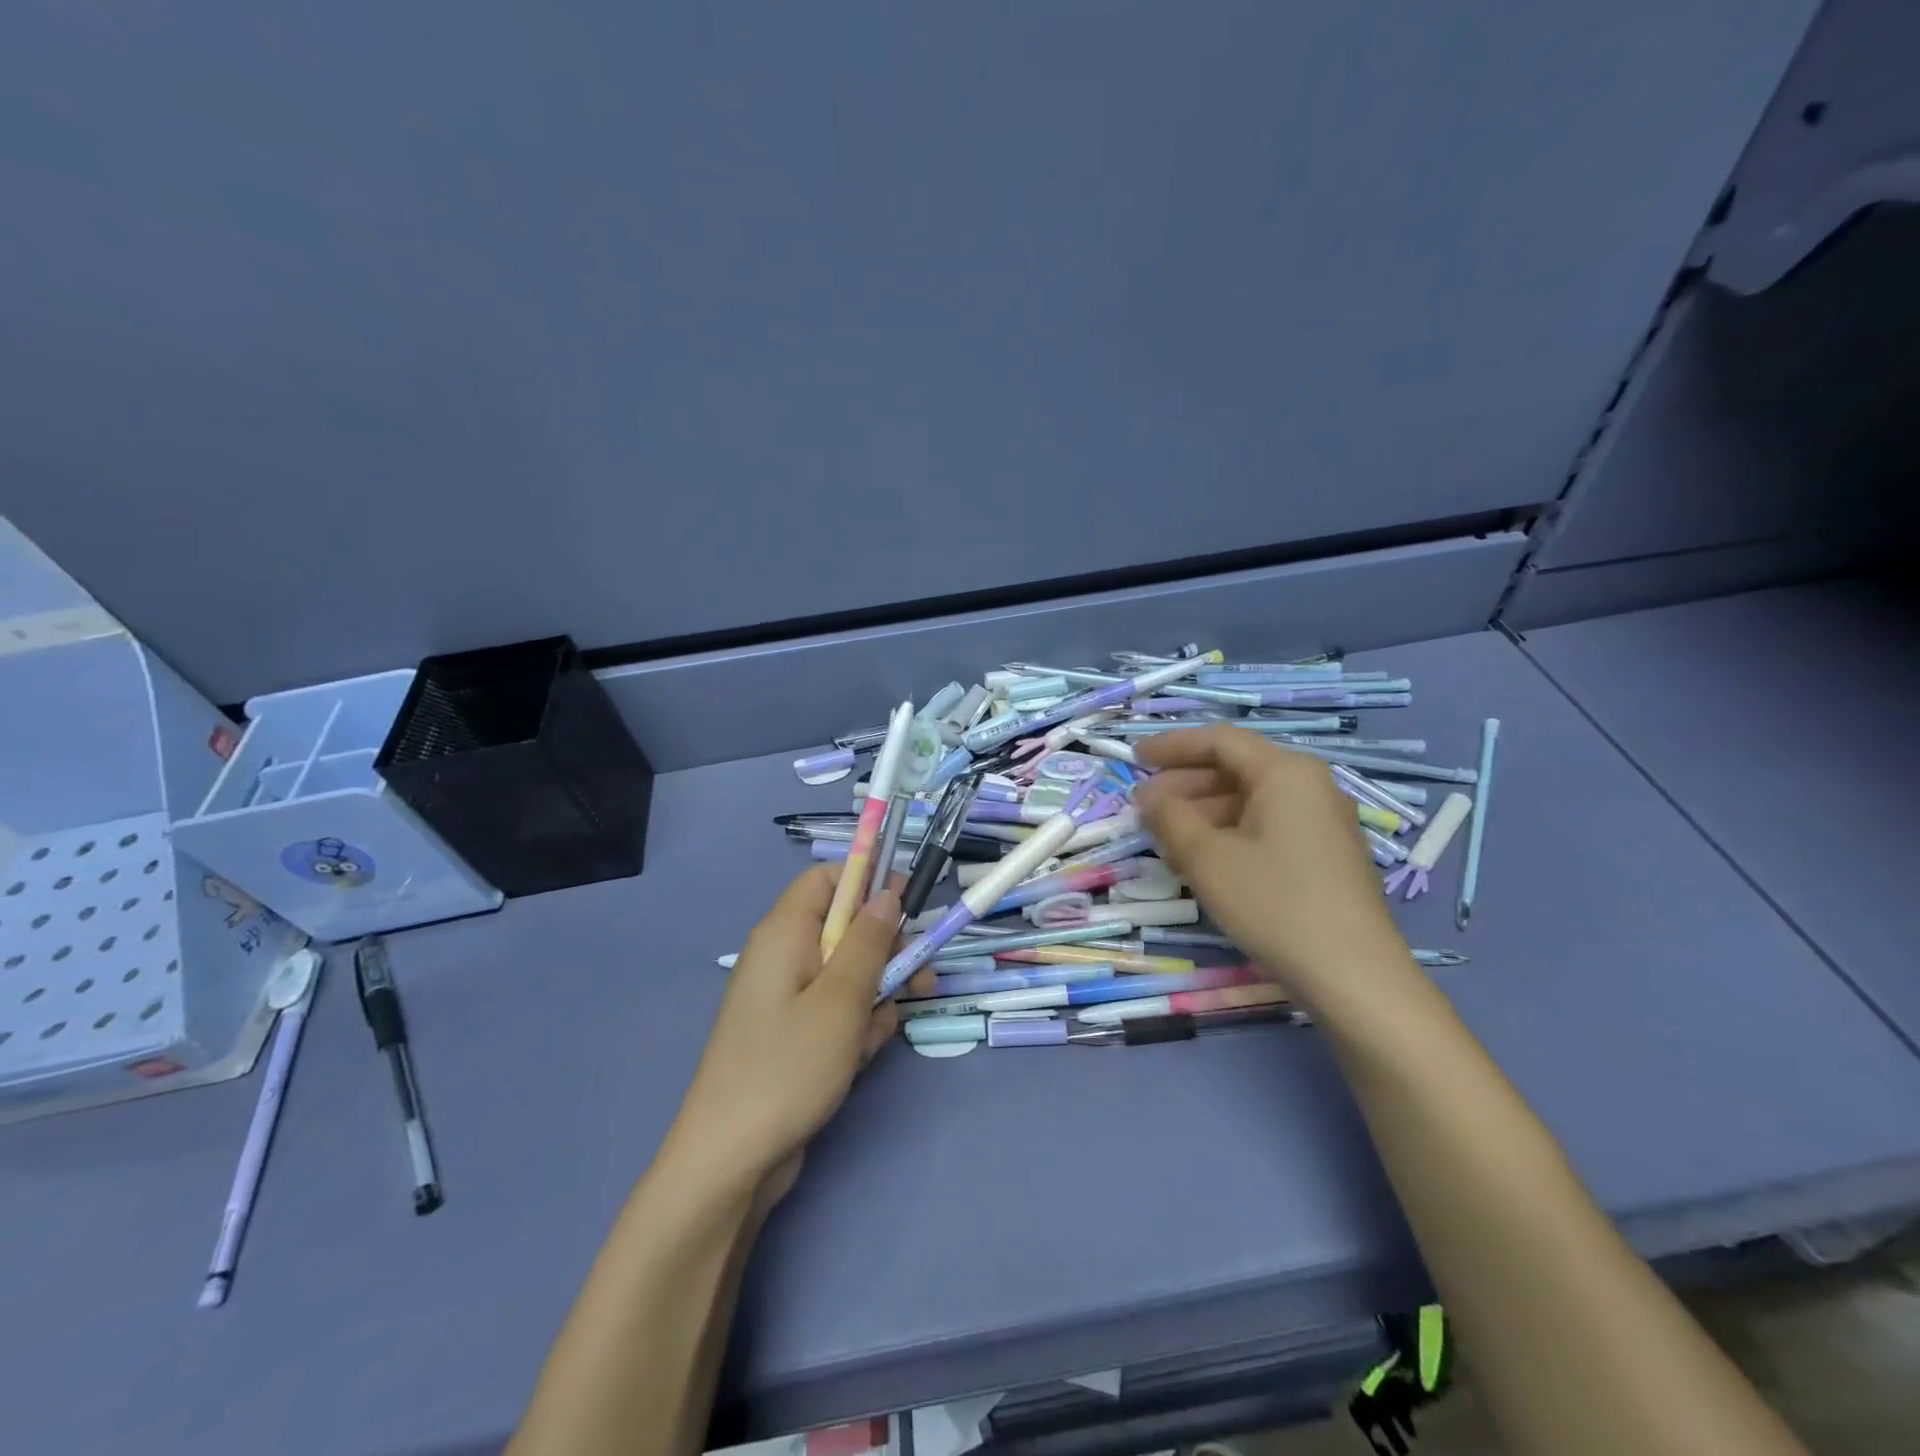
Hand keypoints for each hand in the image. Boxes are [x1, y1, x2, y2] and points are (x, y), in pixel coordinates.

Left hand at [664, 866, 932, 1203]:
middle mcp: (783, 955)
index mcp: (785, 932)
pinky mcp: (793, 1033)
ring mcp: (787, 997)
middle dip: (885, 950)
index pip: (827, 878)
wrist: (730, 1160)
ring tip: (879, 1031)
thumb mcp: (841, 999)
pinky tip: (859, 1058)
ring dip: (876, 995)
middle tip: (920, 975)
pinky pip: (836, 1010)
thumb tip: (887, 894)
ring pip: (848, 972)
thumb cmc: (787, 1067)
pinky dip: (855, 1027)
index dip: (868, 880)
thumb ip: (869, 941)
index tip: (909, 901)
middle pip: (845, 927)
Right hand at [1133, 725, 1409, 1003]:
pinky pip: (1265, 827)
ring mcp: (1320, 822)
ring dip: (1200, 813)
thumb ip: (1170, 818)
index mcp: (1285, 772)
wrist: (1353, 976)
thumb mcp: (1207, 858)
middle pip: (1234, 769)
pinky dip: (1227, 834)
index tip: (1133, 758)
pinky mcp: (1322, 855)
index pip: (1219, 741)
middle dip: (1183, 784)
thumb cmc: (1274, 904)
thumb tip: (1149, 798)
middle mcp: (1308, 786)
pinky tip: (1199, 862)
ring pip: (1248, 801)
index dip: (1172, 746)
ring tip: (1163, 839)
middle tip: (1142, 807)